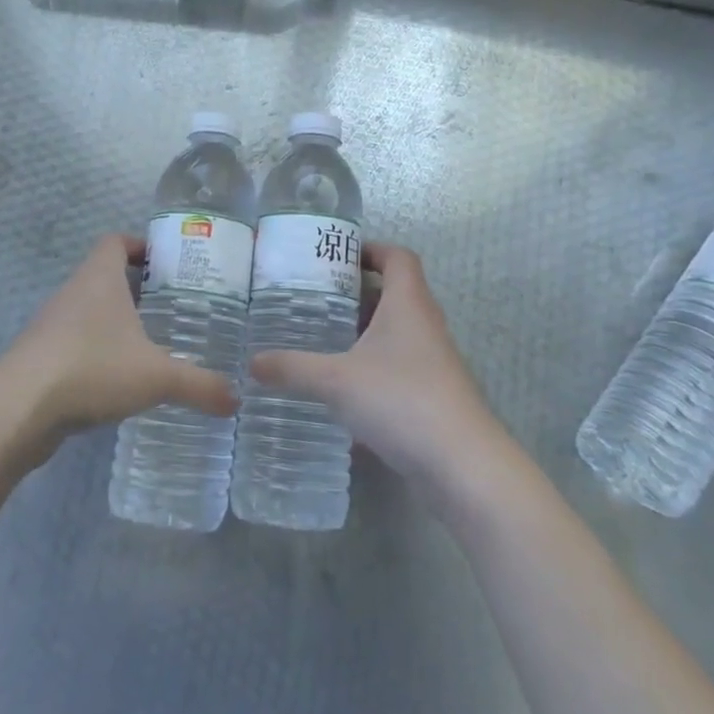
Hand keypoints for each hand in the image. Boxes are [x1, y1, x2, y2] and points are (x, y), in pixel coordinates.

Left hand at [0, 234, 235, 467]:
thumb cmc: (92, 369)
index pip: (115, 241)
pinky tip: (117, 380)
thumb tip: (236, 399)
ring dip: (114, 322)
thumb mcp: (157, 377)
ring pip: (88, 311)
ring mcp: (50, 325)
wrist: (17, 411)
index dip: (139, 245)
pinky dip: (96, 352)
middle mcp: (72, 293)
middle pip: (104, 276)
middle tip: (171, 308)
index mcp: (99, 278)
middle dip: (136, 289)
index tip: (165, 264)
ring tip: (149, 345)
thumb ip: (199, 385)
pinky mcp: (39, 358)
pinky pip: (74, 343)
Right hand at [250, 242, 503, 497]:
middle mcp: (425, 324)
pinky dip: (370, 368)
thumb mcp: (336, 381)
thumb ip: (292, 368)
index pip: (397, 256)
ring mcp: (433, 361)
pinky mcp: (432, 394)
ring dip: (362, 333)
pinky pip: (397, 367)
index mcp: (408, 303)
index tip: (335, 256)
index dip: (370, 249)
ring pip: (395, 333)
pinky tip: (341, 389)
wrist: (462, 465)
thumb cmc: (401, 400)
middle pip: (393, 293)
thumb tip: (251, 362)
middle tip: (314, 299)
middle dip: (355, 294)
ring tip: (320, 340)